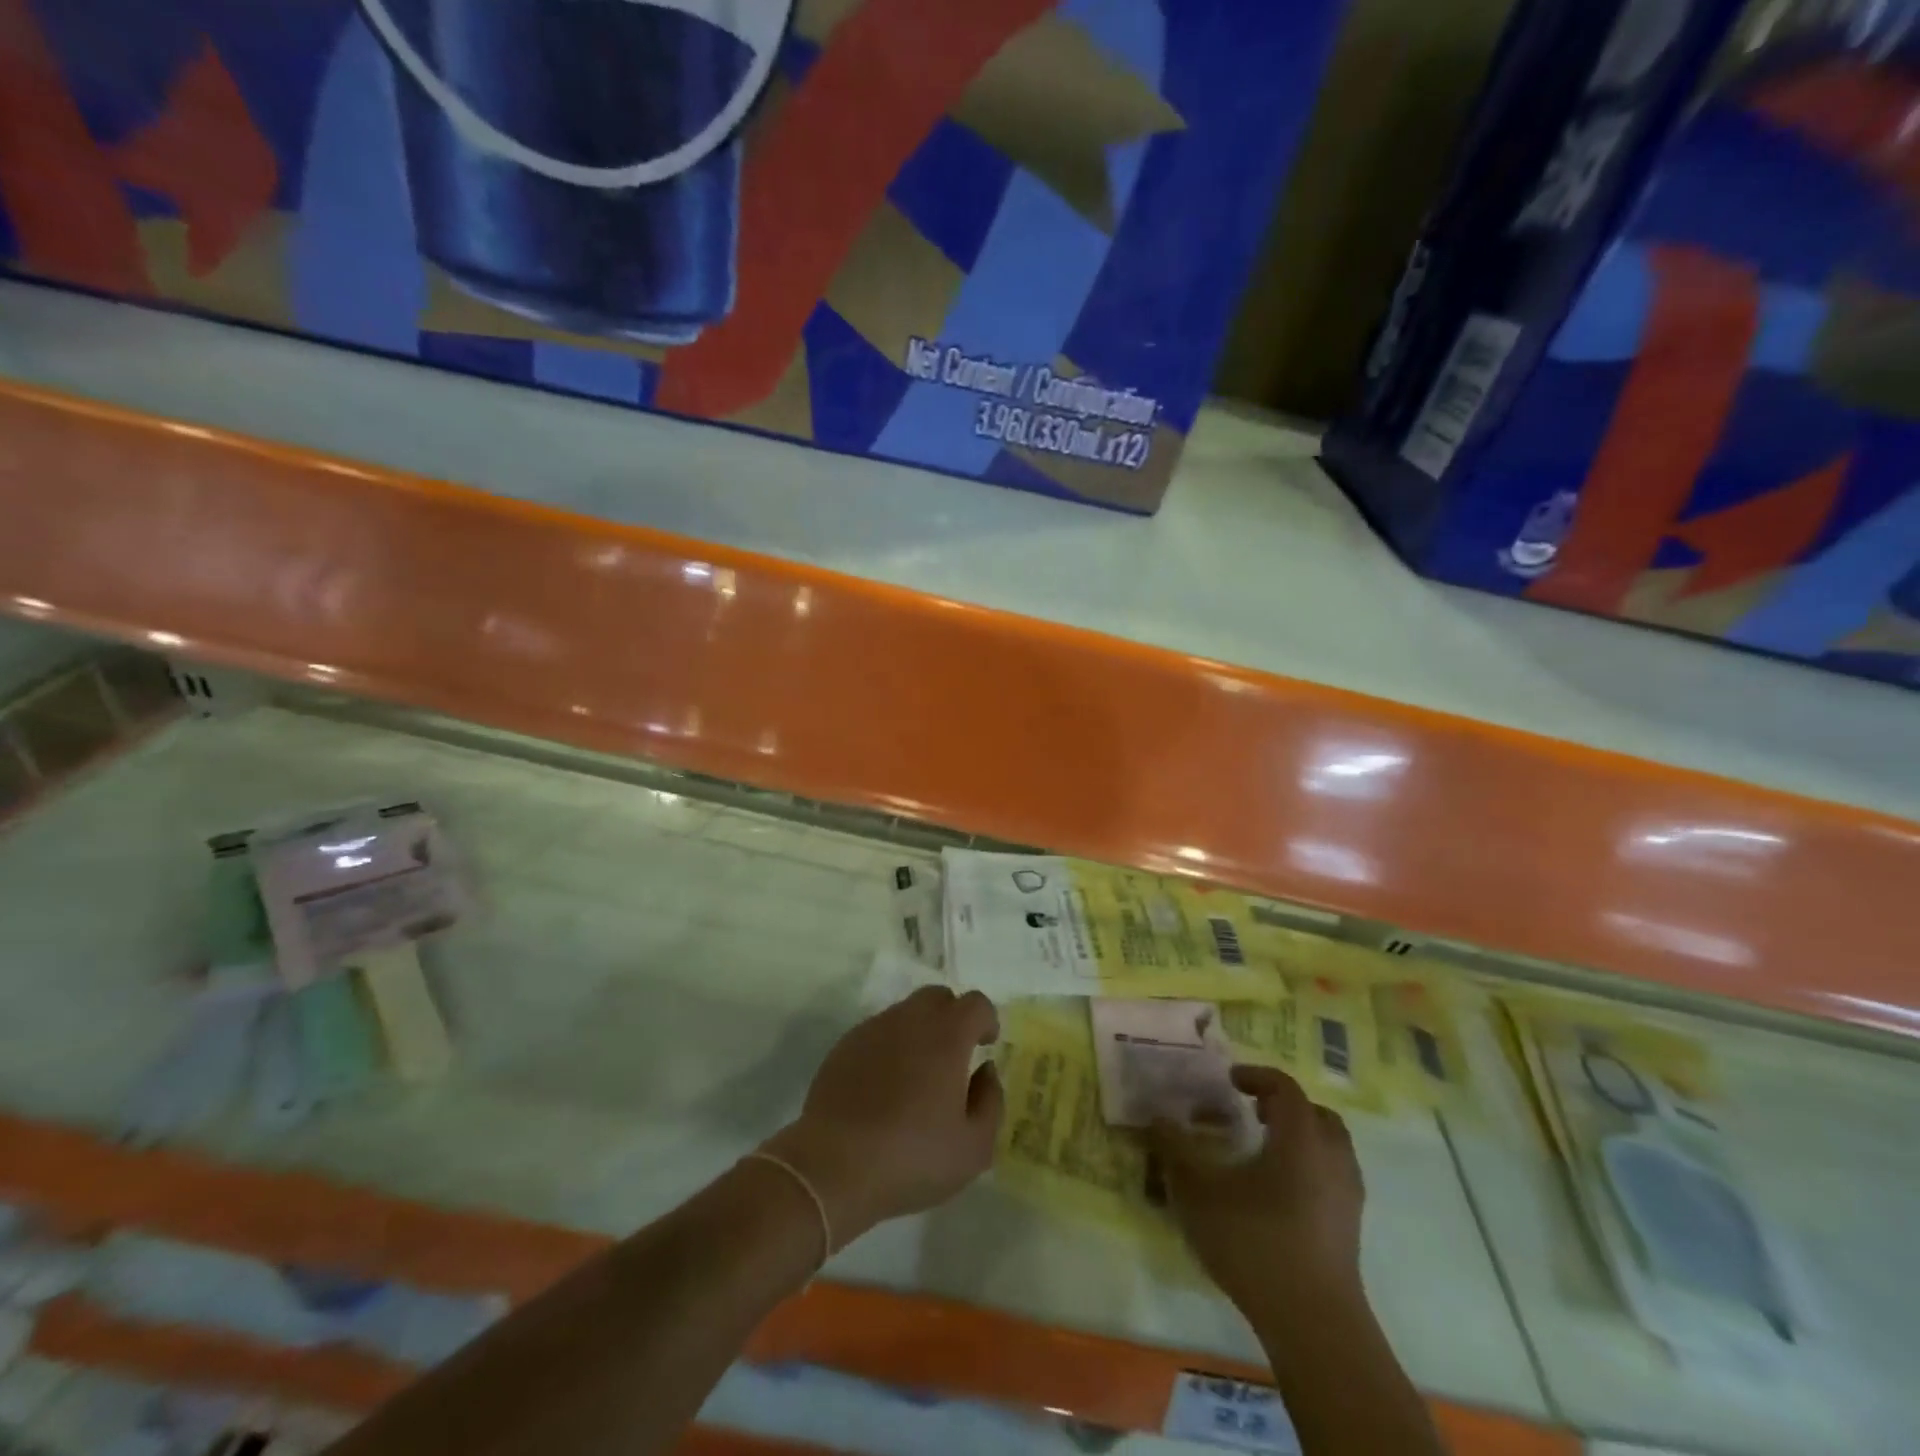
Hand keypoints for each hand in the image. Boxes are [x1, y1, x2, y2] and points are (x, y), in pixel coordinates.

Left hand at [761, 986, 1002, 1247]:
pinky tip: (885, 1088)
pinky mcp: (844, 1046)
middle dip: (952, 1017)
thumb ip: (990, 1101)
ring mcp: (873, 1029)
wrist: (833, 1167)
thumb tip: (986, 1070)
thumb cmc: (912, 1157)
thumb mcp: (973, 1147)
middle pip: (938, 997)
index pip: (975, 1003)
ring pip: (905, 1013)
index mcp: (947, 1036)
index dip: (986, 1019)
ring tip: (918, 1076)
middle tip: (954, 1056)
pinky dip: (890, 1048)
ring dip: (920, 1032)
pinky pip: (877, 1033)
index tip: (986, 1045)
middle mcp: (910, 1020)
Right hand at [1152, 1066, 1364, 1316]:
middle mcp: (1332, 1157)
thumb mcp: (1199, 1191)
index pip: (1285, 1088)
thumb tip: (1157, 1118)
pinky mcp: (1350, 1228)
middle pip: (1315, 1113)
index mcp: (1300, 1138)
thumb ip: (1175, 1149)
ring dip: (1298, 1137)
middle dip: (1283, 1106)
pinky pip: (1332, 1177)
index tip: (1229, 1080)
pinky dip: (1308, 1168)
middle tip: (1250, 1112)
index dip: (1257, 1076)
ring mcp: (1347, 1195)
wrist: (1314, 1324)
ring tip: (1261, 1151)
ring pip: (1329, 1147)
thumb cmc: (1255, 1243)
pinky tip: (1276, 1192)